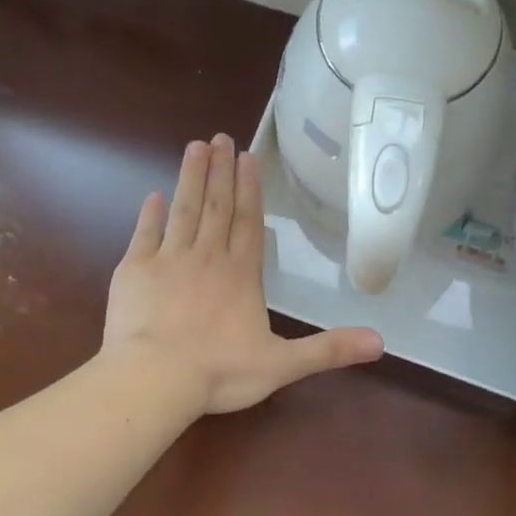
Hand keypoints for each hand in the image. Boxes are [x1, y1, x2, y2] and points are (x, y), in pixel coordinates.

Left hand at [102, 135, 383, 415]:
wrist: (156, 379)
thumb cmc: (220, 372)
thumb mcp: (282, 364)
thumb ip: (328, 349)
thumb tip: (380, 341)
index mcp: (241, 274)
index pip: (249, 222)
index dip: (250, 189)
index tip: (248, 157)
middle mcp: (207, 257)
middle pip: (217, 206)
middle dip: (221, 171)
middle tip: (221, 137)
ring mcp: (169, 260)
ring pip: (184, 210)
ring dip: (190, 178)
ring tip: (195, 146)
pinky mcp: (136, 270)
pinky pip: (145, 234)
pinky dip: (150, 214)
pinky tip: (153, 195)